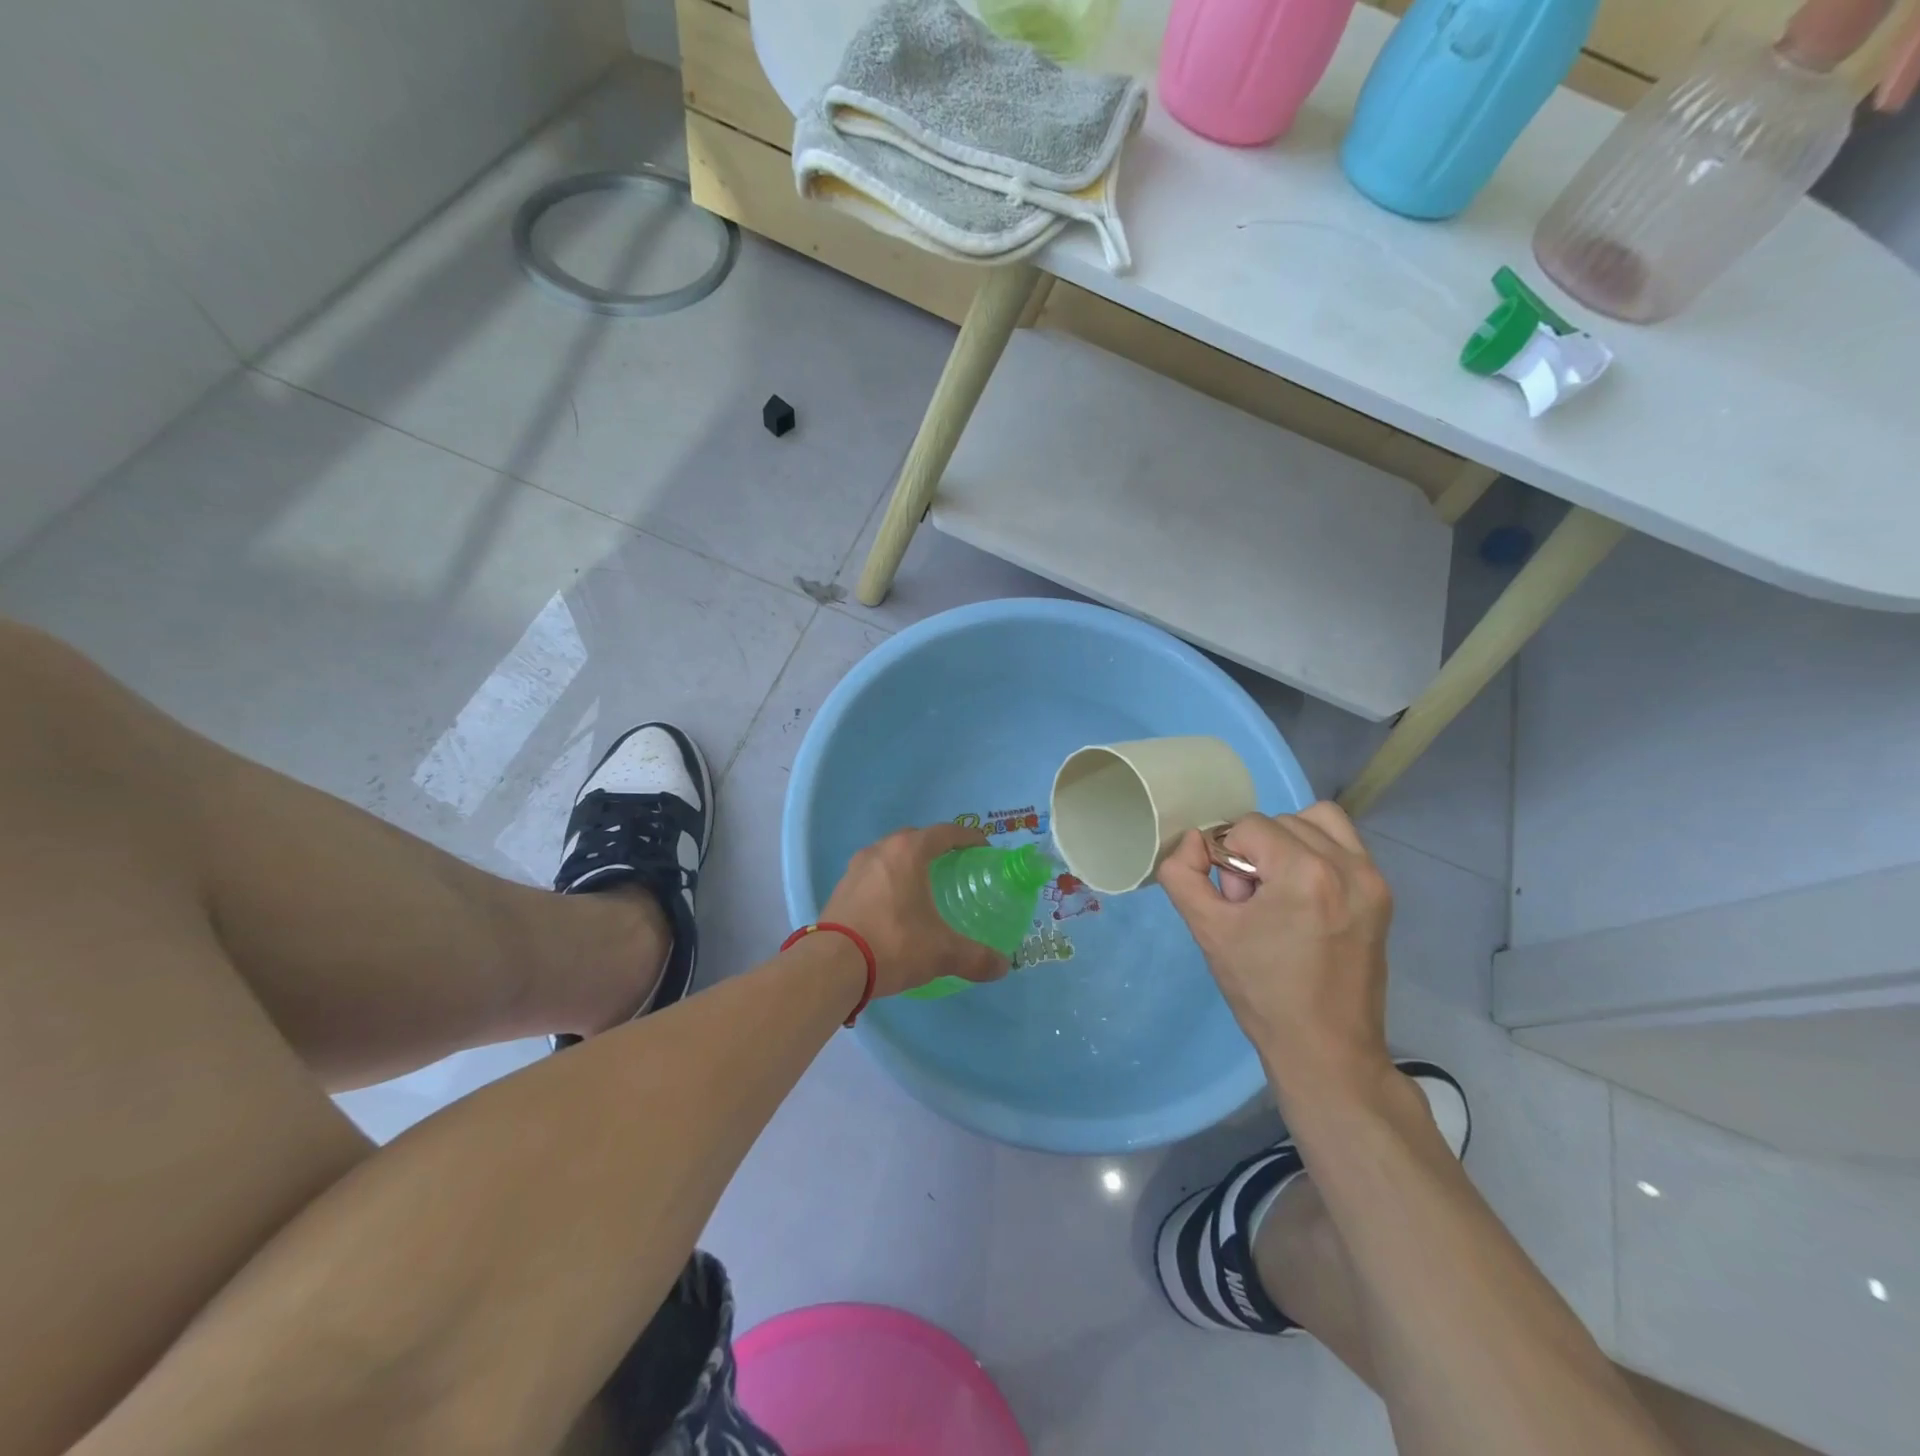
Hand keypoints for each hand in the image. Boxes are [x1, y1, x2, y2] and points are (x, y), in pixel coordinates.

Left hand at [821, 824, 1010, 997]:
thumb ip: (976, 957)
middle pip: (915, 839)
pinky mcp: (841, 889)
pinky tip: (895, 907)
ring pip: (890, 855)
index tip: (983, 850)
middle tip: (954, 868)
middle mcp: (881, 850)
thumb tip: (1003, 966)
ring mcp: (856, 868)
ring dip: (908, 864)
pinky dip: (888, 882)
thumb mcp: (941, 952)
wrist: (832, 965)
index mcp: (908, 852)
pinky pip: (872, 875)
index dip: (968, 838)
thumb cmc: (893, 943)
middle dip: (936, 848)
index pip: (945, 832)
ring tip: (924, 887)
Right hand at [1157, 803, 1393, 1100]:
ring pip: (1317, 823)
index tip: (1233, 900)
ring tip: (1279, 890)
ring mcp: (1372, 880)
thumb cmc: (1263, 992)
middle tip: (1252, 903)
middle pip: (1282, 822)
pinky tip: (1303, 895)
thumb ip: (1182, 874)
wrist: (1326, 1050)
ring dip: (1288, 844)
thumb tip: (1192, 841)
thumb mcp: (1208, 930)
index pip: (1249, 826)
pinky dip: (1317, 853)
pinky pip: (1344, 845)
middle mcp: (1348, 866)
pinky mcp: (1382, 895)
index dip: (1227, 856)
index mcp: (1305, 873)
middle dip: (1257, 852)